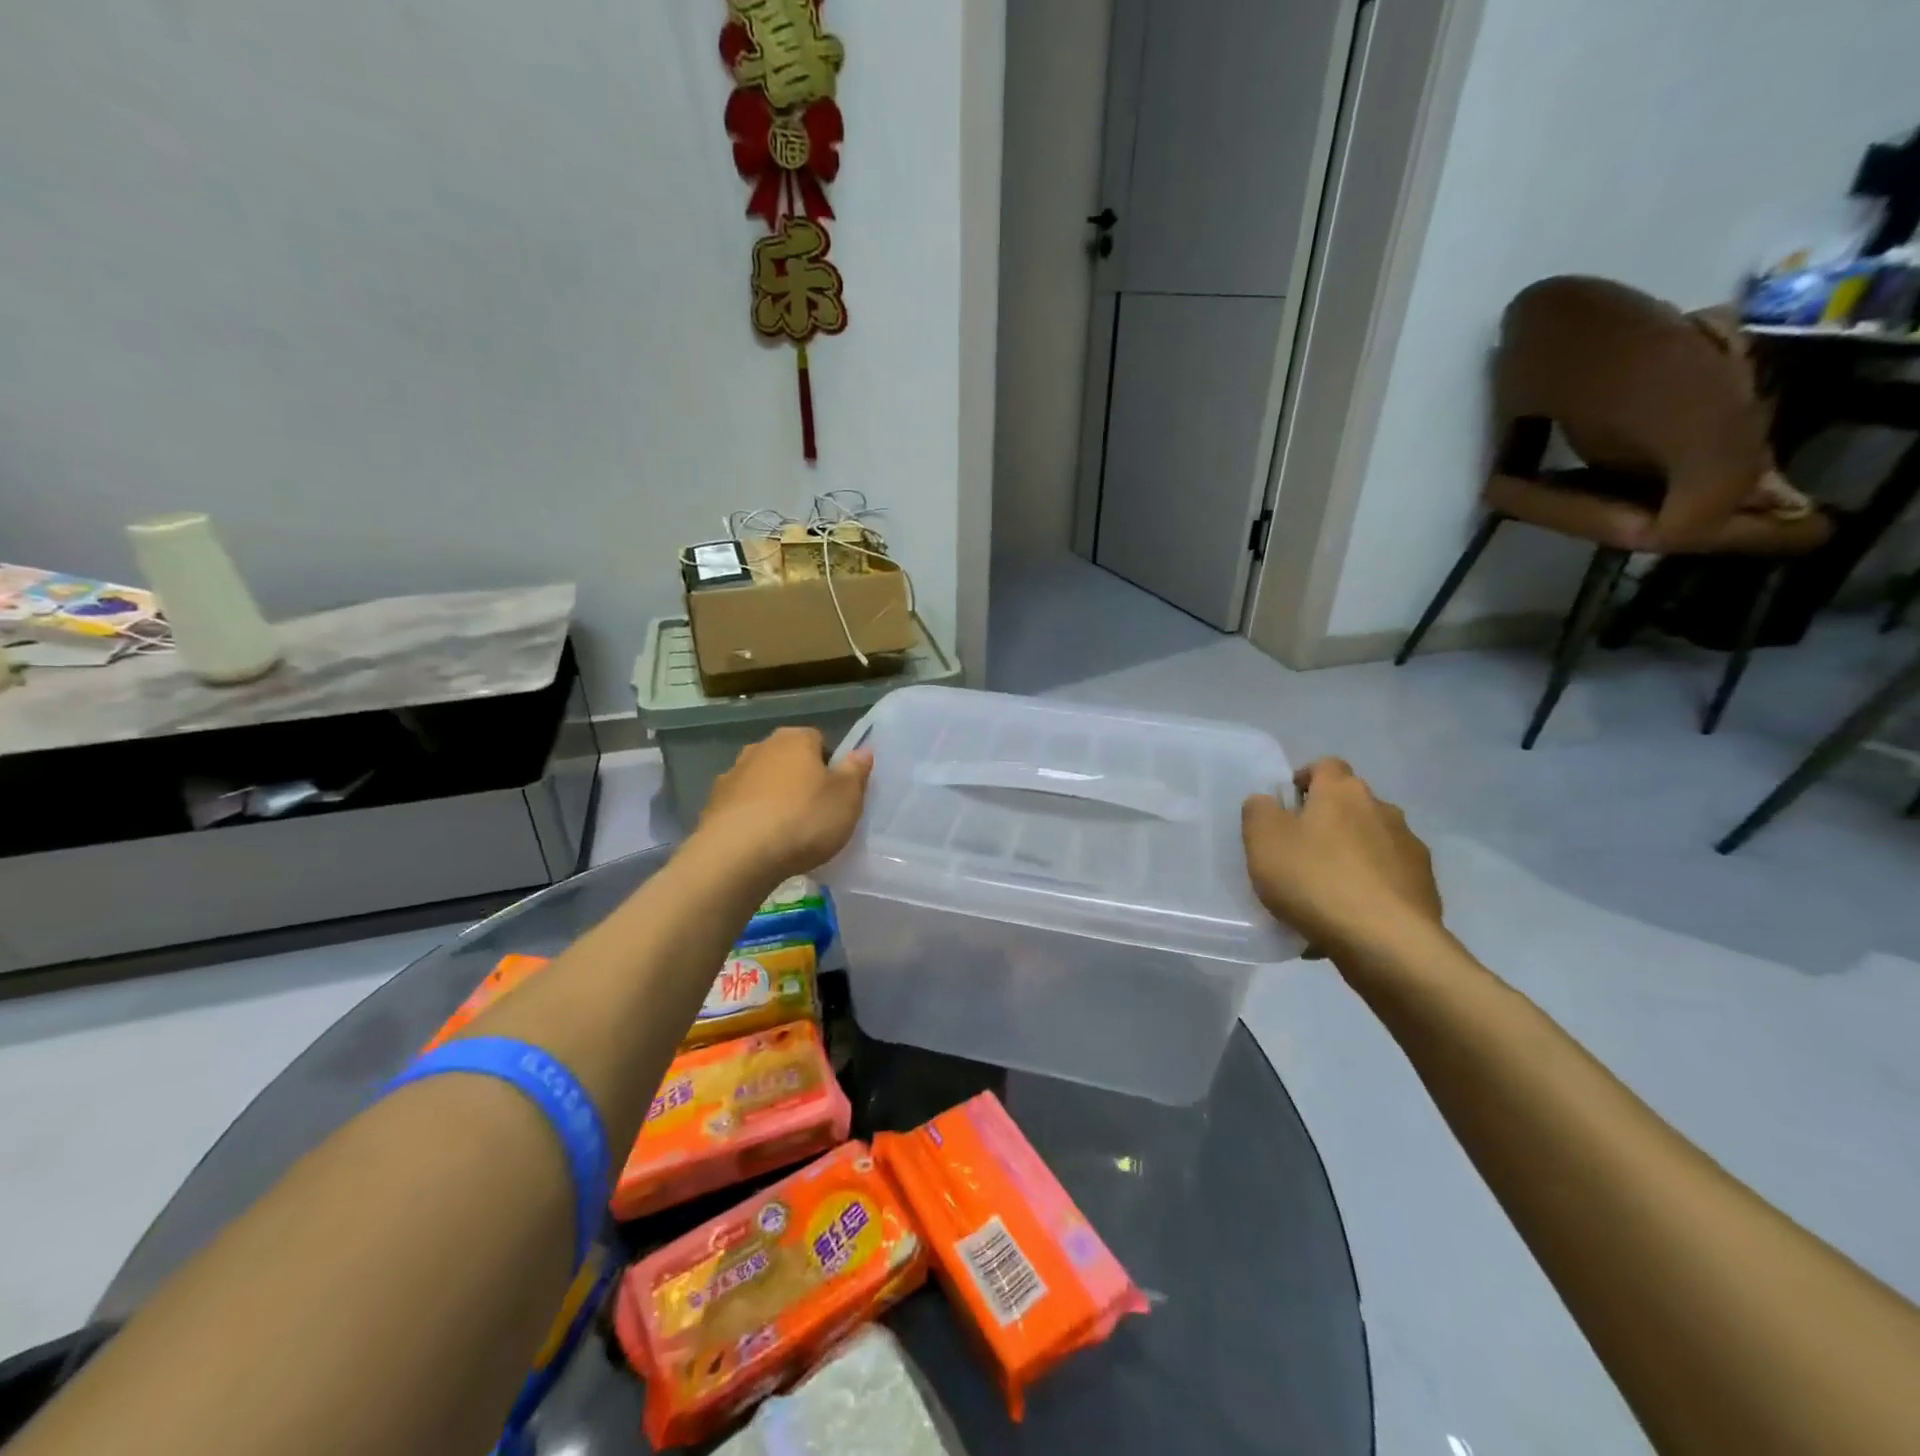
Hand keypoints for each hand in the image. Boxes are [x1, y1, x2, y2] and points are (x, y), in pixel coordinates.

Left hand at [697, 727, 873, 884]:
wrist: (737, 856)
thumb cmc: (803, 820)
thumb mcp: (846, 798)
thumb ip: (856, 772)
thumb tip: (862, 751)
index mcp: (795, 739)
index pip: (818, 740)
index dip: (830, 766)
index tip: (836, 794)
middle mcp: (760, 748)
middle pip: (788, 760)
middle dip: (800, 781)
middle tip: (815, 813)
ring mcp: (731, 775)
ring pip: (762, 783)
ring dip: (773, 799)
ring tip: (786, 834)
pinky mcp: (712, 805)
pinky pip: (741, 807)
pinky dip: (751, 819)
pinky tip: (761, 845)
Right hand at [1242, 758, 1443, 960]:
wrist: (1386, 942)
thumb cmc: (1315, 879)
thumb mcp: (1263, 841)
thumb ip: (1259, 811)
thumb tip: (1268, 802)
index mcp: (1343, 792)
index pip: (1325, 766)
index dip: (1304, 780)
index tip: (1286, 806)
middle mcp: (1383, 810)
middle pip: (1350, 806)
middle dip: (1327, 823)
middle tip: (1298, 854)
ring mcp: (1410, 850)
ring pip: (1370, 845)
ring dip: (1349, 858)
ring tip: (1322, 896)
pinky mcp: (1425, 888)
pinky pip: (1386, 881)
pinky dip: (1367, 892)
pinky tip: (1345, 921)